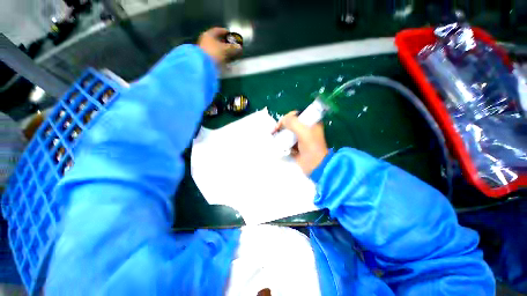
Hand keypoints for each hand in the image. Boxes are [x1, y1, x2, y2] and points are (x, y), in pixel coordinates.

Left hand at [198, 27, 241, 63]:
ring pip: (216, 48)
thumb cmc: (214, 52)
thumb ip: (233, 47)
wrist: (204, 64)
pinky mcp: (207, 58)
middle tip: (231, 45)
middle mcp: (206, 40)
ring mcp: (206, 50)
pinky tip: (226, 60)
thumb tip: (239, 47)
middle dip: (225, 42)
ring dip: (223, 51)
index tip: (230, 34)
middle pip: (217, 40)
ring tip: (230, 54)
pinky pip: (215, 56)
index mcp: (209, 34)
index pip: (218, 30)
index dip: (225, 31)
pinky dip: (221, 57)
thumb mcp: (225, 49)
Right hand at [274, 111, 328, 174]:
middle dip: (282, 126)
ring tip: (273, 137)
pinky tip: (277, 143)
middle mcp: (306, 129)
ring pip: (288, 133)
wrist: (314, 164)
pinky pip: (287, 142)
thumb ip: (292, 122)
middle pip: (291, 124)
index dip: (287, 117)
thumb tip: (283, 121)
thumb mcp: (303, 131)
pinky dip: (282, 142)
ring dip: (280, 134)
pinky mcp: (296, 147)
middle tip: (274, 131)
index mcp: (311, 123)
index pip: (296, 115)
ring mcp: (300, 139)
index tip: (280, 124)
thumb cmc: (311, 146)